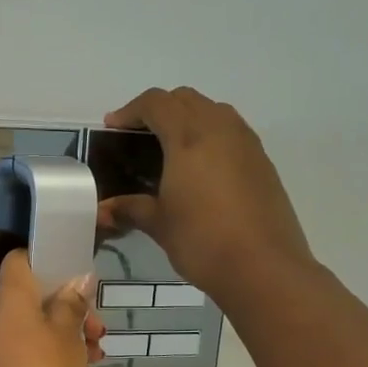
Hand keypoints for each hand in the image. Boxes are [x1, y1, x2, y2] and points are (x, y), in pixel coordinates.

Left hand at [0, 251, 103, 366]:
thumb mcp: (67, 337)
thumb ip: (71, 306)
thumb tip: (76, 280)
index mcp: (10, 298)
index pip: (19, 261)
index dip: (46, 261)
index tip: (75, 276)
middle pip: (31, 299)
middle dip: (68, 309)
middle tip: (97, 329)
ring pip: (31, 330)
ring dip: (64, 338)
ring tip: (95, 356)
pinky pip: (25, 356)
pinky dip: (49, 360)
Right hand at [100, 87, 313, 300]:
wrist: (264, 267)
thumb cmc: (202, 241)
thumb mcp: (159, 224)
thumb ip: (130, 208)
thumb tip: (103, 210)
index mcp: (188, 138)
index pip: (156, 103)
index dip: (130, 110)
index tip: (113, 128)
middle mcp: (219, 130)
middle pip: (186, 99)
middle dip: (159, 109)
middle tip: (138, 136)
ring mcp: (246, 143)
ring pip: (213, 110)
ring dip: (187, 118)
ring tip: (170, 148)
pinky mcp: (262, 162)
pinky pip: (231, 131)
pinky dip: (210, 135)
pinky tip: (199, 168)